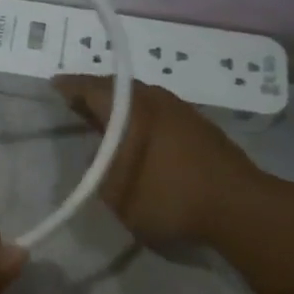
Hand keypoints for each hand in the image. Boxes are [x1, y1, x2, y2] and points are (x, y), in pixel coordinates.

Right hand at [53, 76, 266, 247]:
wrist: (240, 207)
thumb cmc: (170, 198)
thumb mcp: (116, 194)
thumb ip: (99, 170)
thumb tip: (99, 154)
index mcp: (130, 110)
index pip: (91, 87)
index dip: (70, 86)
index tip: (54, 86)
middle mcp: (154, 100)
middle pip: (116, 87)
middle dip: (93, 92)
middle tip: (74, 102)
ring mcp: (181, 110)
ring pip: (140, 98)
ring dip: (119, 104)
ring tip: (103, 119)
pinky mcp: (200, 126)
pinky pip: (158, 110)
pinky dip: (140, 116)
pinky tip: (138, 135)